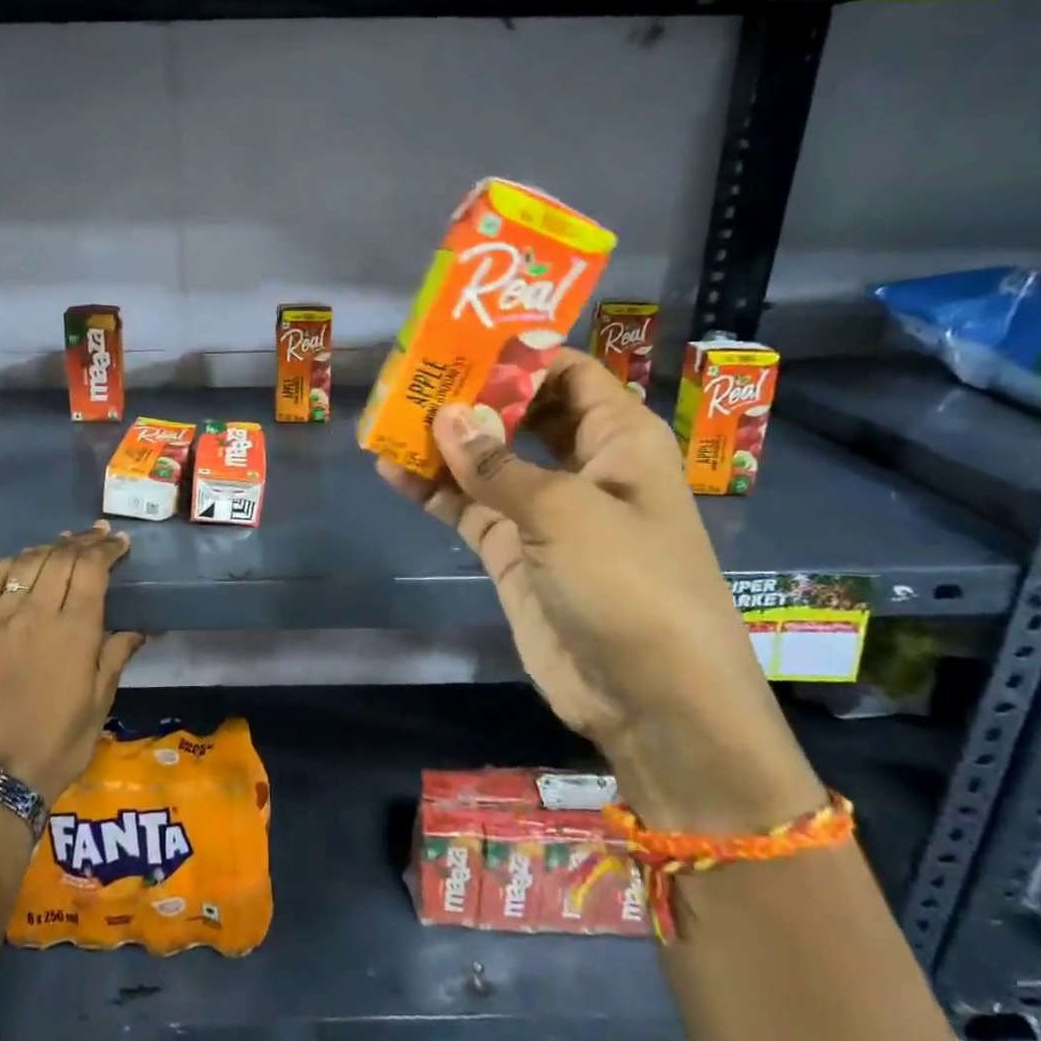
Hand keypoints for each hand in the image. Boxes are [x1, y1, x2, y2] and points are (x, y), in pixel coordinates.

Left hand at [0, 522, 144, 803]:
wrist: (0, 775)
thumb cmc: (62, 741)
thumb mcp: (101, 699)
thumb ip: (117, 654)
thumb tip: (141, 628)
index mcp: (76, 630)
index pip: (92, 568)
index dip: (108, 549)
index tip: (121, 543)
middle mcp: (38, 614)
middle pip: (62, 557)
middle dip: (85, 541)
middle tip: (99, 536)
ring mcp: (1, 620)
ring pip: (28, 562)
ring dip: (50, 547)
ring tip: (66, 543)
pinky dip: (10, 564)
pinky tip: (22, 562)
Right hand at [379, 348, 821, 832]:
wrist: (652, 700)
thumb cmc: (628, 583)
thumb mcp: (564, 511)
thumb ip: (496, 464)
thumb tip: (443, 416)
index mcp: (618, 438)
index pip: (567, 372)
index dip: (517, 353)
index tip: (457, 340)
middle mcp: (583, 465)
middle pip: (521, 412)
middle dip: (471, 395)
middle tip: (411, 376)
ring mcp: (544, 510)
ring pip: (487, 460)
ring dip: (442, 442)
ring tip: (389, 418)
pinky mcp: (514, 551)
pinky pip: (468, 507)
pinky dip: (433, 490)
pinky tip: (390, 471)